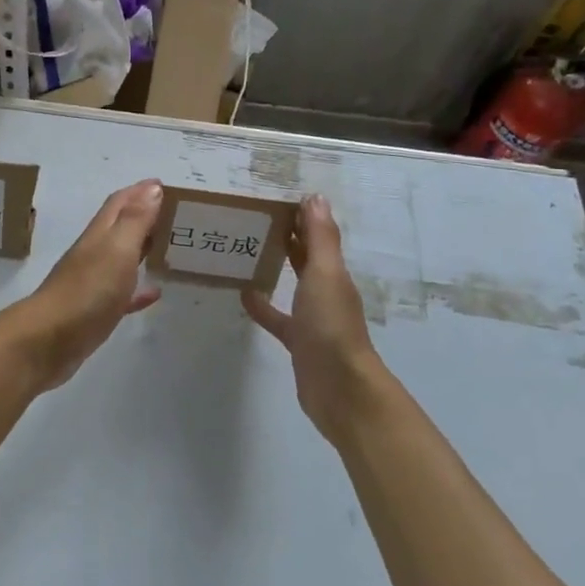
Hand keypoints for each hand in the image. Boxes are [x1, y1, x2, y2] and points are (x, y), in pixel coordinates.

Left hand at [0, 180, 163, 393]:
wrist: (48, 342)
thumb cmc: (87, 290)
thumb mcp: (117, 249)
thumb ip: (135, 220)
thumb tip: (152, 188)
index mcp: (100, 234)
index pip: (120, 203)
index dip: (141, 191)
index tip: (164, 185)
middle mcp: (95, 253)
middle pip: (121, 227)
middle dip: (145, 216)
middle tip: (174, 214)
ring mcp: (93, 283)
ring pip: (122, 259)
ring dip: (143, 249)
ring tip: (169, 248)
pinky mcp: (95, 312)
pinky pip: (122, 294)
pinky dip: (138, 289)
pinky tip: (154, 293)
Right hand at [242, 195, 388, 443]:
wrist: (340, 390)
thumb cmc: (331, 325)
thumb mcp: (325, 274)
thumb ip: (321, 237)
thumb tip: (315, 196)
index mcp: (333, 272)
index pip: (317, 234)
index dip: (301, 215)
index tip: (273, 196)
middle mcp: (325, 290)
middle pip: (305, 255)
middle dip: (287, 235)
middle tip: (253, 216)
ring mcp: (312, 317)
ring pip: (292, 283)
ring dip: (276, 266)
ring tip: (245, 249)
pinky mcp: (298, 341)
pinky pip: (278, 317)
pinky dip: (263, 306)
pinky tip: (244, 295)